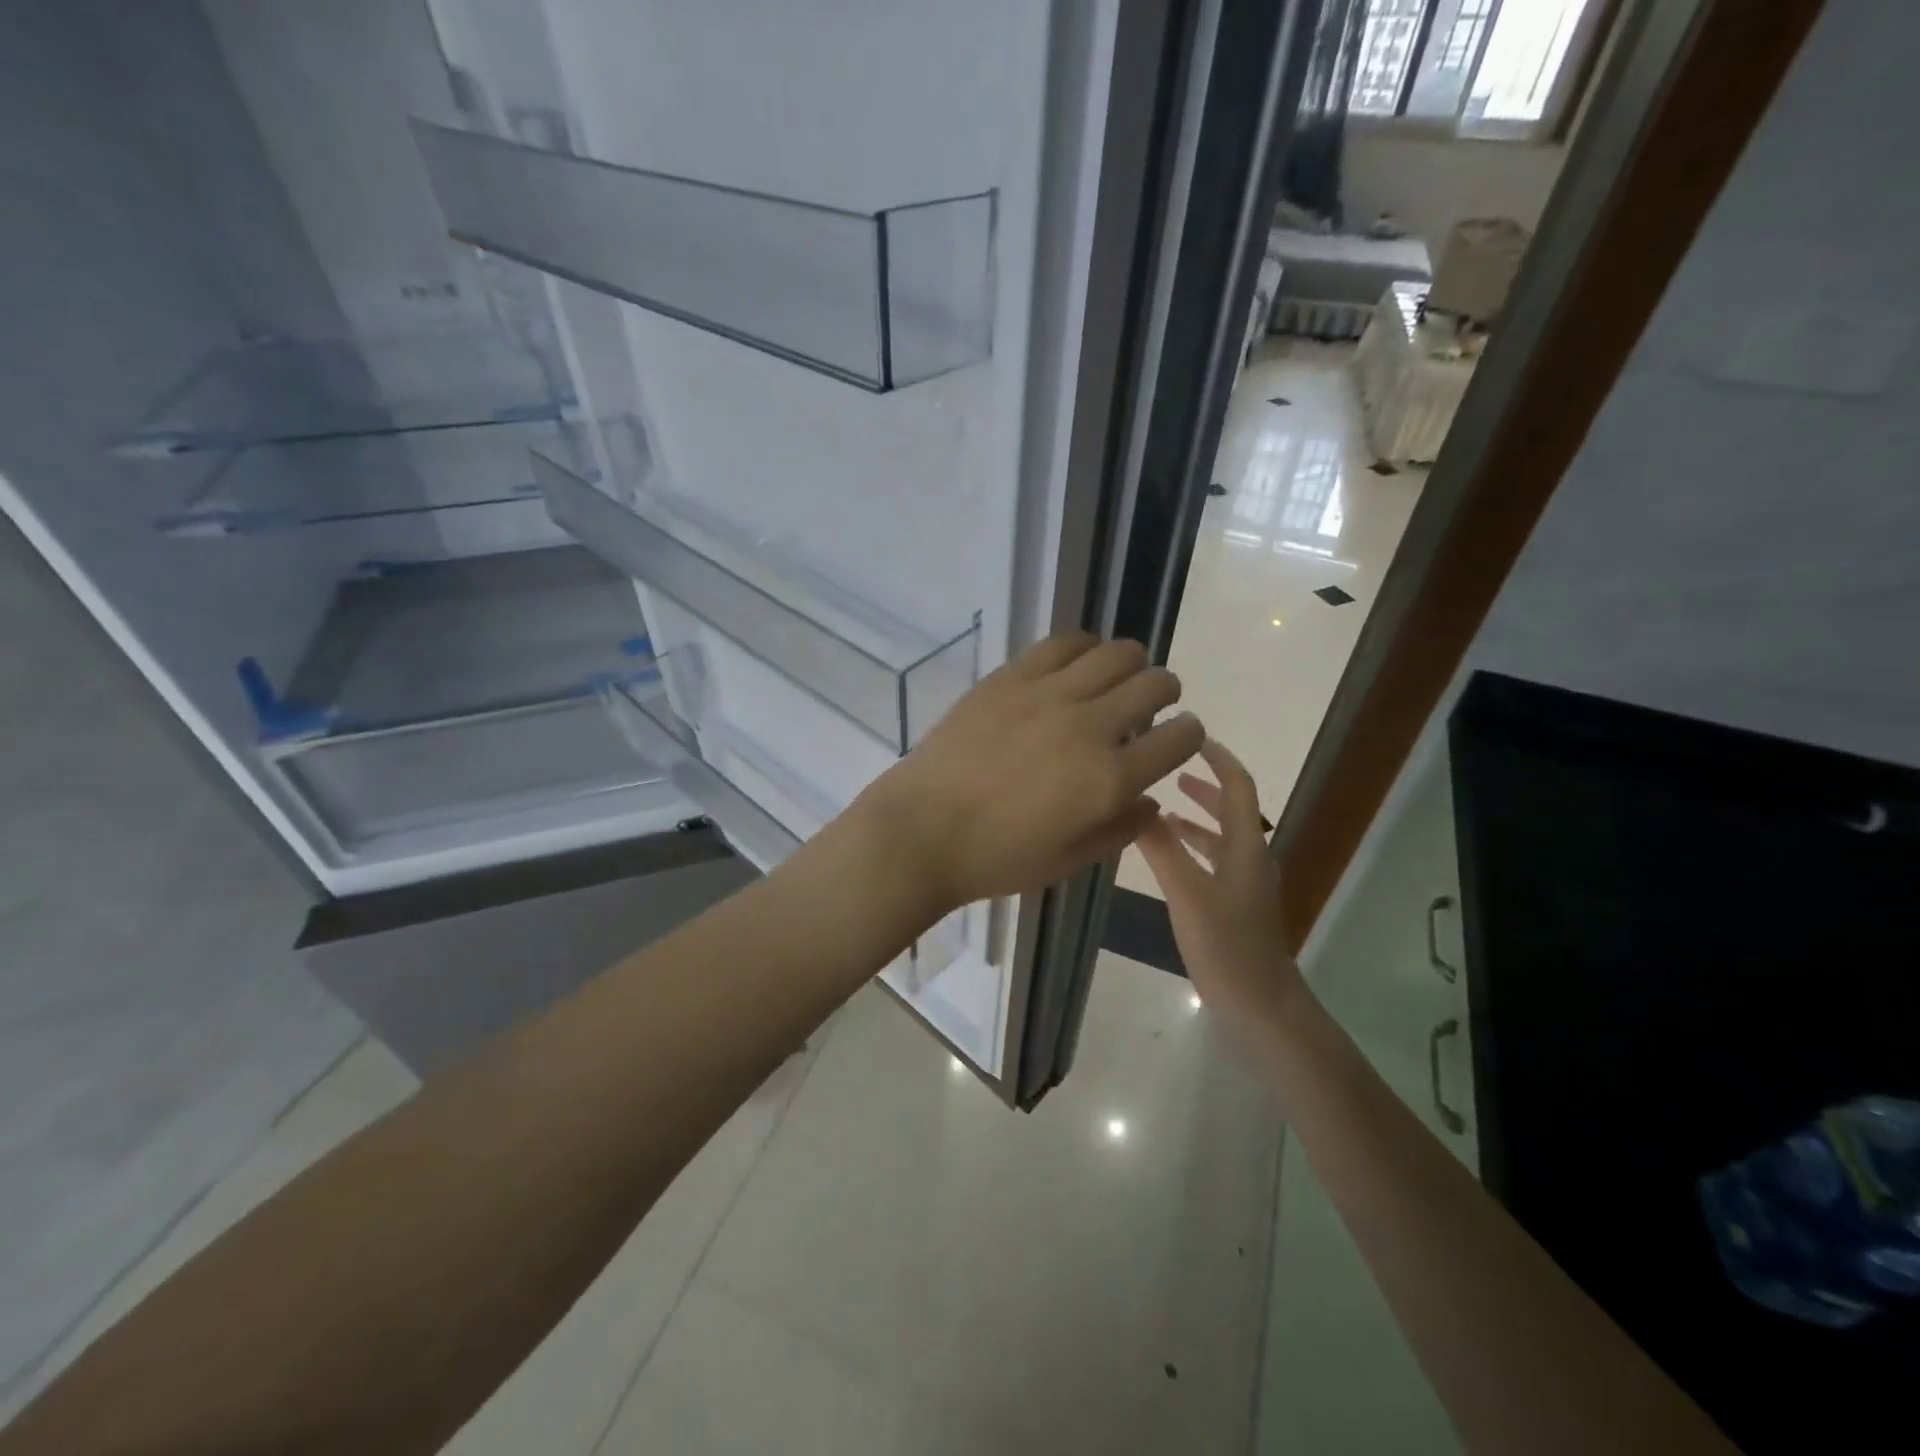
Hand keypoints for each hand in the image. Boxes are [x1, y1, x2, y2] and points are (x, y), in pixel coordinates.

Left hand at [856, 632, 1205, 912]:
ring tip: (1116, 678)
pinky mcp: (1011, 677)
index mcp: (1110, 779)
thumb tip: (1150, 801)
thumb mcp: (1069, 861)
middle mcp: (1089, 726)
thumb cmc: (996, 858)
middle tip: (1151, 703)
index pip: (1180, 738)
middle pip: (1155, 683)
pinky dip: (1084, 647)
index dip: (1188, 734)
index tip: (1178, 737)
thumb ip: (1120, 829)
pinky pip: (1063, 642)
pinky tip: (1078, 662)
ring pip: (1116, 653)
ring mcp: (1048, 694)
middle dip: (1166, 692)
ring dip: (1131, 664)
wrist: (923, 830)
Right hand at [1135, 739, 1305, 1032]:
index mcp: (1246, 847)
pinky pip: (1214, 861)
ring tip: (1162, 808)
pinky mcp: (1236, 905)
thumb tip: (1137, 805)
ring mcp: (1245, 884)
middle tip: (1170, 769)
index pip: (1238, 787)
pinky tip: (1170, 856)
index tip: (1192, 737)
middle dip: (1204, 785)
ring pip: (1222, 836)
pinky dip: (1194, 847)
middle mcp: (1250, 858)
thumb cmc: (1226, 945)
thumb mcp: (1187, 893)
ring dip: (1197, 817)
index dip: (1219, 759)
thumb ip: (1161, 848)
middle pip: (1232, 809)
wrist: (1261, 1005)